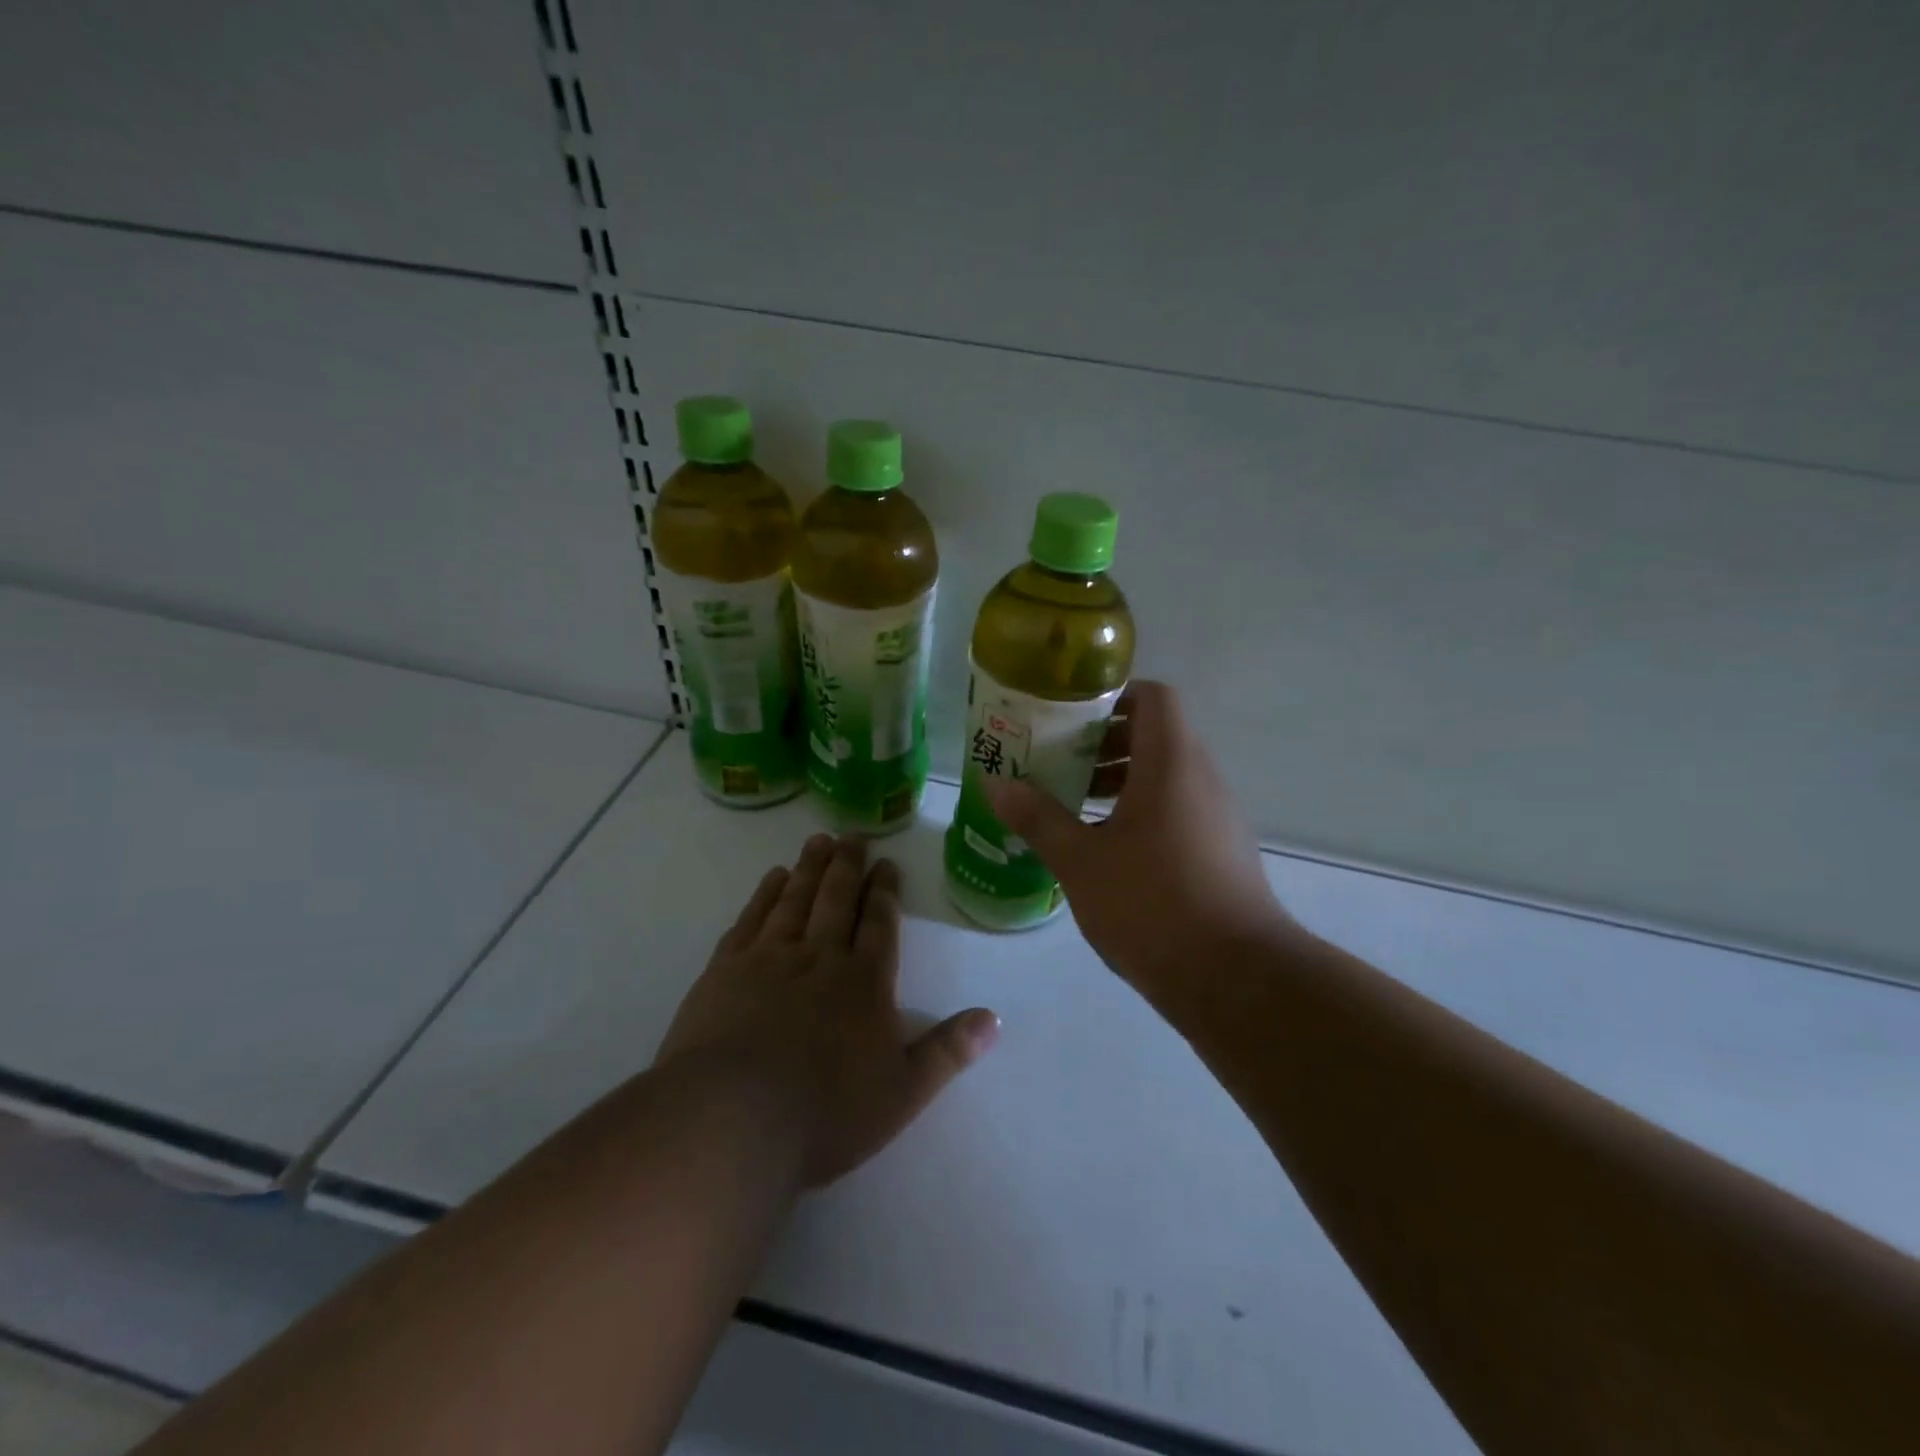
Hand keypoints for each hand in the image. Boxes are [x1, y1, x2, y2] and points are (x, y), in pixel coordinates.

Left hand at [656, 834, 998, 1188]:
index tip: (887, 863)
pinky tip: (773, 878)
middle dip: (849, 865)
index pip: (879, 924)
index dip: (885, 891)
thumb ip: (947, 1051)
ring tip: (820, 840)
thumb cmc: (825, 1113)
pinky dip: (765, 893)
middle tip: (854, 833)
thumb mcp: (902, 1092)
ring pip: (796, 899)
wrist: (732, 1120)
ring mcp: (769, 958)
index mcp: (864, 982)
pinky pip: (752, 918)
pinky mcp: (726, 969)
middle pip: (837, 899)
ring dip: (811, 867)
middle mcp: (819, 957)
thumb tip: (993, 1019)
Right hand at [987, 681, 1290, 997]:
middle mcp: (1202, 778)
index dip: (1113, 696)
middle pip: (1156, 735)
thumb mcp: (1081, 861)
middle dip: (1105, 744)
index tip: (1070, 718)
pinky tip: (1106, 850)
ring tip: (1073, 806)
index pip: (1153, 697)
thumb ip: (1037, 818)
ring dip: (1121, 781)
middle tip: (1059, 762)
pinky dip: (1142, 812)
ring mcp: (1218, 816)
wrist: (1235, 978)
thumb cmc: (1152, 904)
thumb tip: (995, 785)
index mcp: (1171, 763)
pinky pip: (1178, 810)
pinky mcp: (1222, 851)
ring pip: (1166, 776)